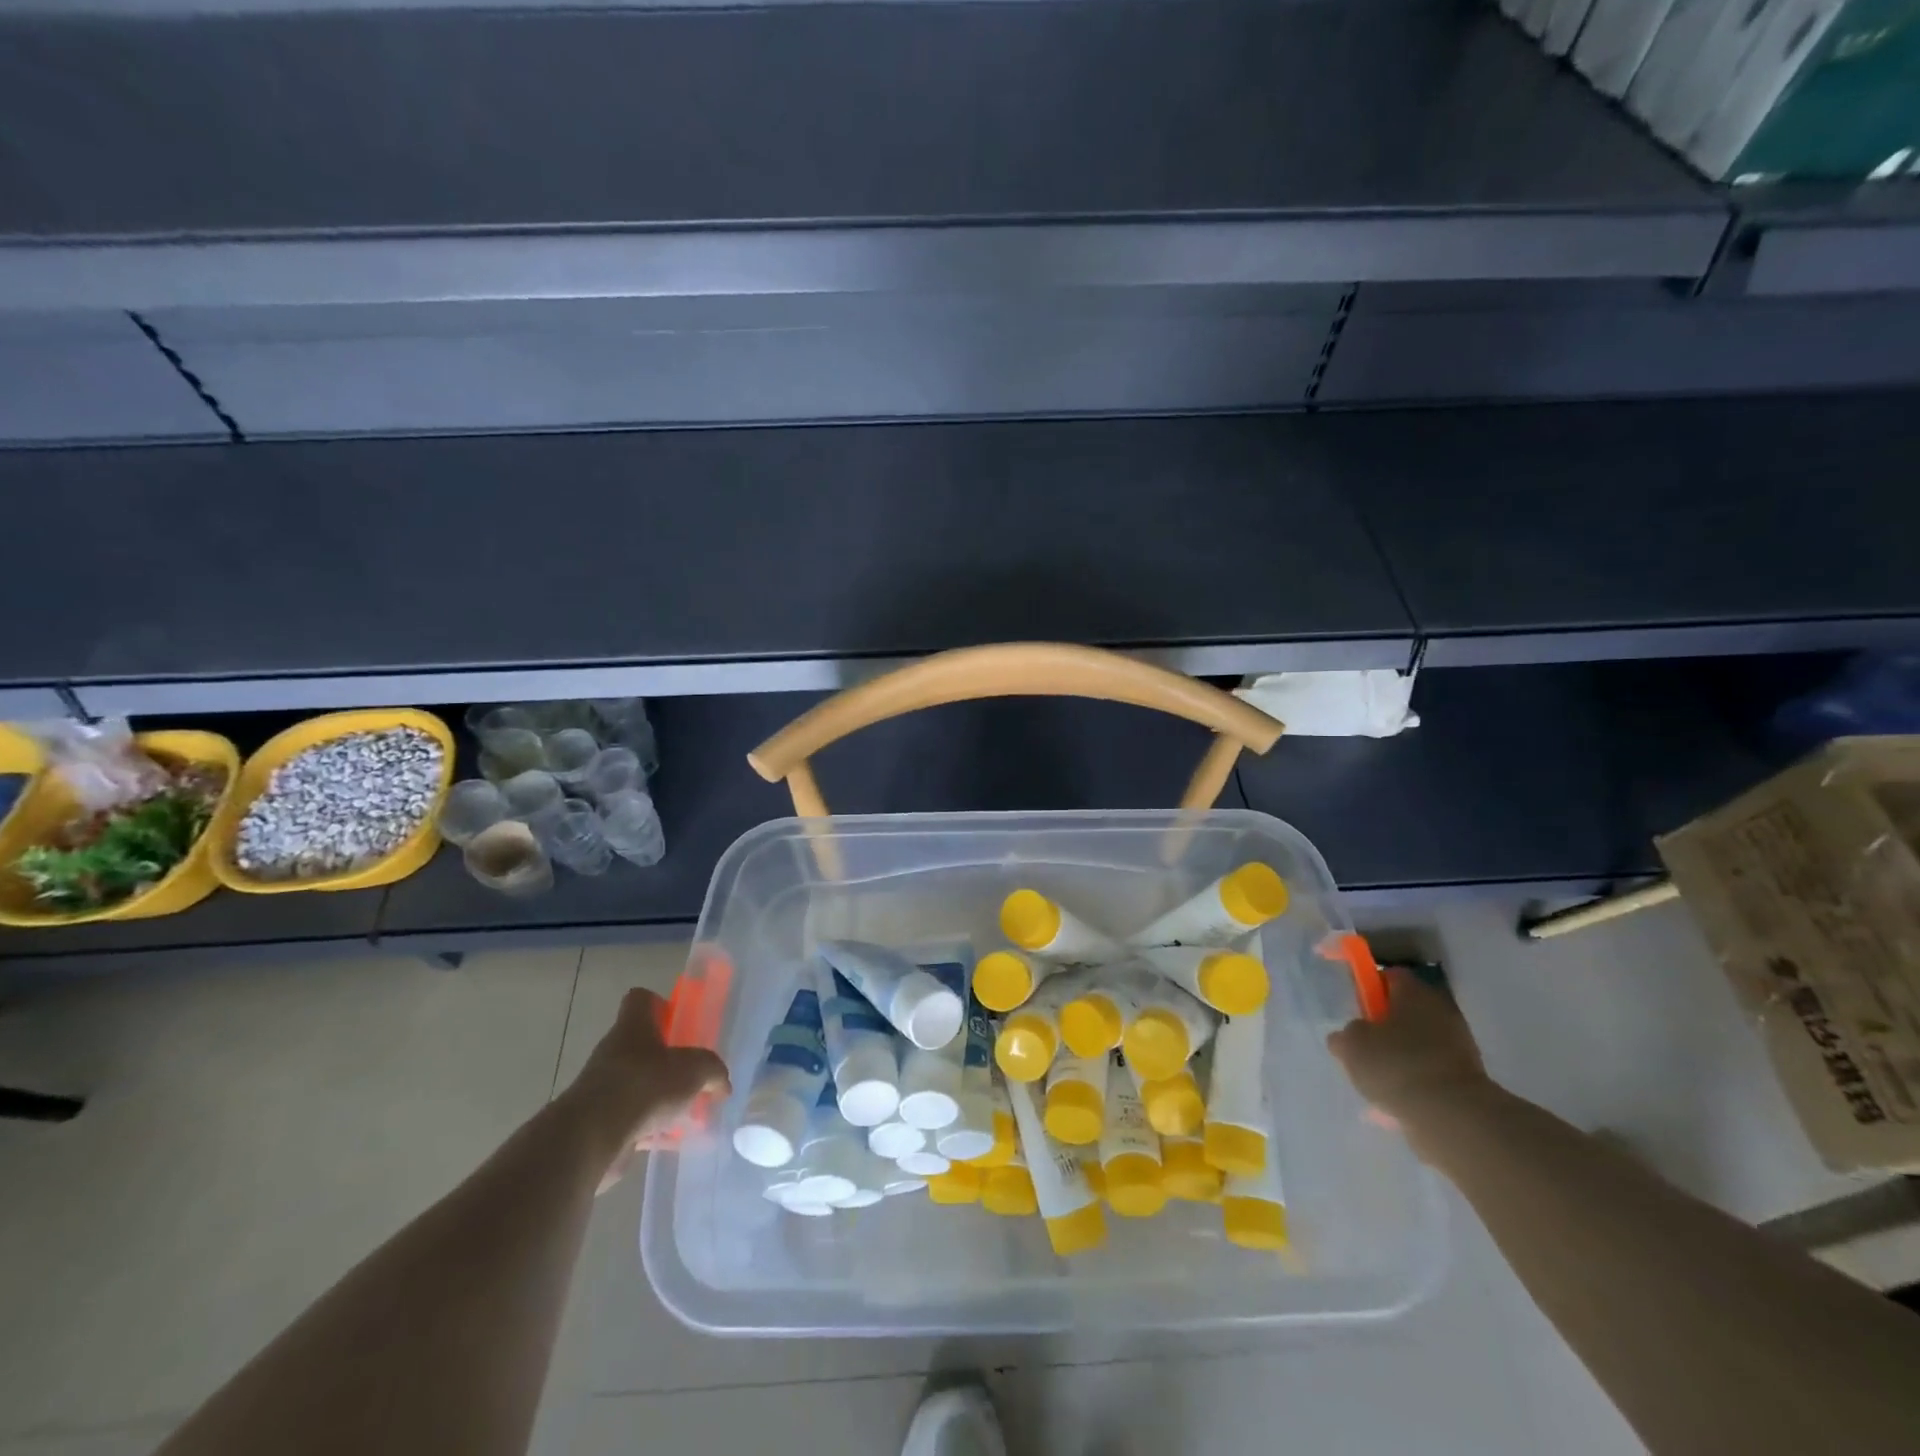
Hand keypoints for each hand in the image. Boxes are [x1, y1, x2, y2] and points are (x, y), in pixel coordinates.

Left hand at [565, 987, 729, 1191]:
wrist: (591, 1138)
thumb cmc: (644, 1085)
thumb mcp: (695, 1069)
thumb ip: (713, 1071)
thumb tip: (722, 1084)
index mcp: (633, 1027)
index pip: (640, 999)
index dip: (660, 1005)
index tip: (678, 1022)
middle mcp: (613, 1052)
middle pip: (641, 1045)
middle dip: (667, 1060)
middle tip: (692, 1073)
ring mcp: (602, 1088)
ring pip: (637, 1084)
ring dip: (659, 1096)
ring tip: (686, 1112)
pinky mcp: (597, 1123)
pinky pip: (630, 1119)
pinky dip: (649, 1128)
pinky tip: (670, 1139)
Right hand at [1326, 967, 1489, 1138]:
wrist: (1453, 1116)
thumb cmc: (1396, 1065)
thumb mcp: (1351, 1046)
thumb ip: (1346, 1035)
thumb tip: (1348, 1036)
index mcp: (1414, 992)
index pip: (1389, 976)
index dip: (1370, 988)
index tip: (1357, 1008)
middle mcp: (1441, 1011)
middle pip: (1408, 1010)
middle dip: (1387, 1026)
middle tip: (1365, 1046)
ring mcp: (1460, 1045)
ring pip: (1421, 1042)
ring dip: (1403, 1055)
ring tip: (1380, 1079)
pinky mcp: (1470, 1078)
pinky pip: (1433, 1071)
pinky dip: (1418, 1080)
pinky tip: (1400, 1098)